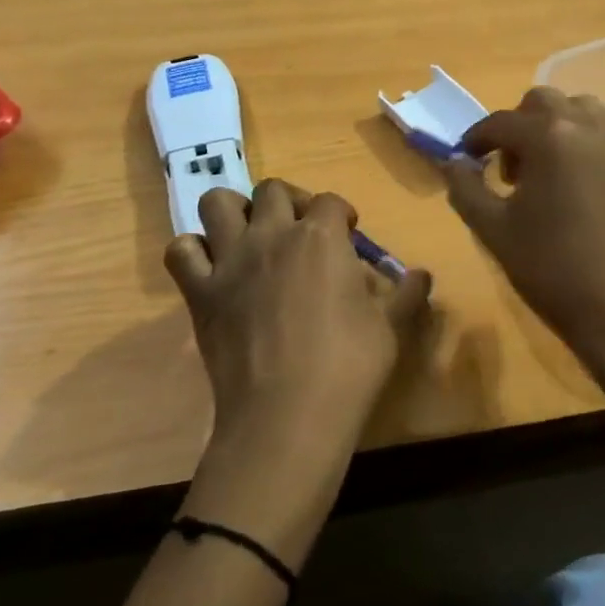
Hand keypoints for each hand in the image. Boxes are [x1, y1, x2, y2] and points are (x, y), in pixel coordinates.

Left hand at [165, 180, 432, 461]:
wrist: (286, 416)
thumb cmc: (348, 367)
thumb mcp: (389, 328)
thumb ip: (405, 294)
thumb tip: (422, 274)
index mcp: (321, 237)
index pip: (330, 201)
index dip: (341, 214)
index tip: (348, 234)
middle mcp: (272, 234)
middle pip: (272, 189)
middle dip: (289, 202)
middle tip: (300, 231)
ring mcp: (230, 260)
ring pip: (218, 203)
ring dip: (234, 212)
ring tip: (251, 236)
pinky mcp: (200, 292)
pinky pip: (181, 251)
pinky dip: (193, 251)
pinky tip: (212, 268)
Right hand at [446, 88, 604, 375]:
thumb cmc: (553, 271)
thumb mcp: (493, 232)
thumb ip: (465, 189)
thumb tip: (453, 163)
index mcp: (550, 138)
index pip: (501, 121)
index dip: (477, 138)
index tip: (466, 159)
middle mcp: (592, 130)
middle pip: (546, 102)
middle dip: (520, 126)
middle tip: (511, 169)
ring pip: (587, 114)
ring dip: (559, 131)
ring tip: (550, 175)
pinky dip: (590, 155)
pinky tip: (586, 199)